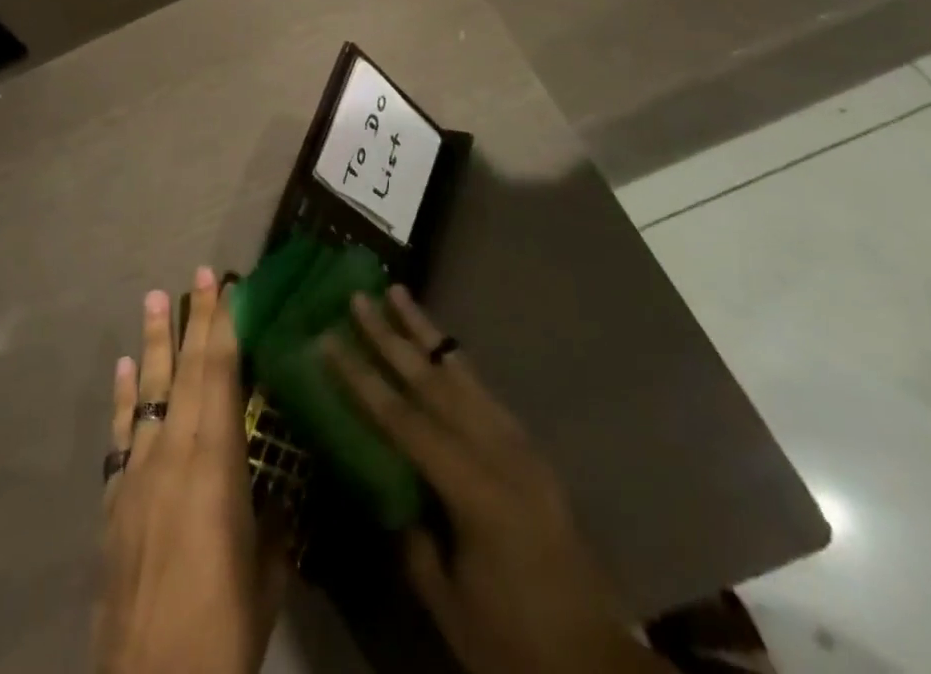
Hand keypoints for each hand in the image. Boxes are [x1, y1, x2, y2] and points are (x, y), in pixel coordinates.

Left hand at [95, 268, 286, 673]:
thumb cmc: (222, 629)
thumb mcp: (266, 574)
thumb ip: (272, 522)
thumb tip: (281, 490)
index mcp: (214, 465)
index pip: (219, 376)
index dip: (222, 326)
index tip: (223, 285)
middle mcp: (172, 454)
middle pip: (184, 371)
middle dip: (193, 319)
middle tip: (197, 274)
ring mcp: (137, 473)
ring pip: (147, 391)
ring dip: (153, 342)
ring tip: (153, 298)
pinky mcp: (114, 500)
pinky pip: (120, 433)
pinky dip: (122, 395)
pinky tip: (123, 366)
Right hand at [327, 287, 665, 673]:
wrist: (601, 668)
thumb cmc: (518, 645)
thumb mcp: (450, 607)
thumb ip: (414, 542)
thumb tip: (391, 493)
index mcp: (474, 490)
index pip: (403, 420)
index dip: (361, 379)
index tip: (328, 340)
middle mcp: (499, 452)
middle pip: (433, 381)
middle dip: (391, 336)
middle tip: (360, 297)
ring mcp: (520, 446)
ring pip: (463, 373)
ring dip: (426, 333)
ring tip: (398, 294)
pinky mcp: (531, 451)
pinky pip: (484, 393)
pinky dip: (456, 363)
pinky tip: (440, 350)